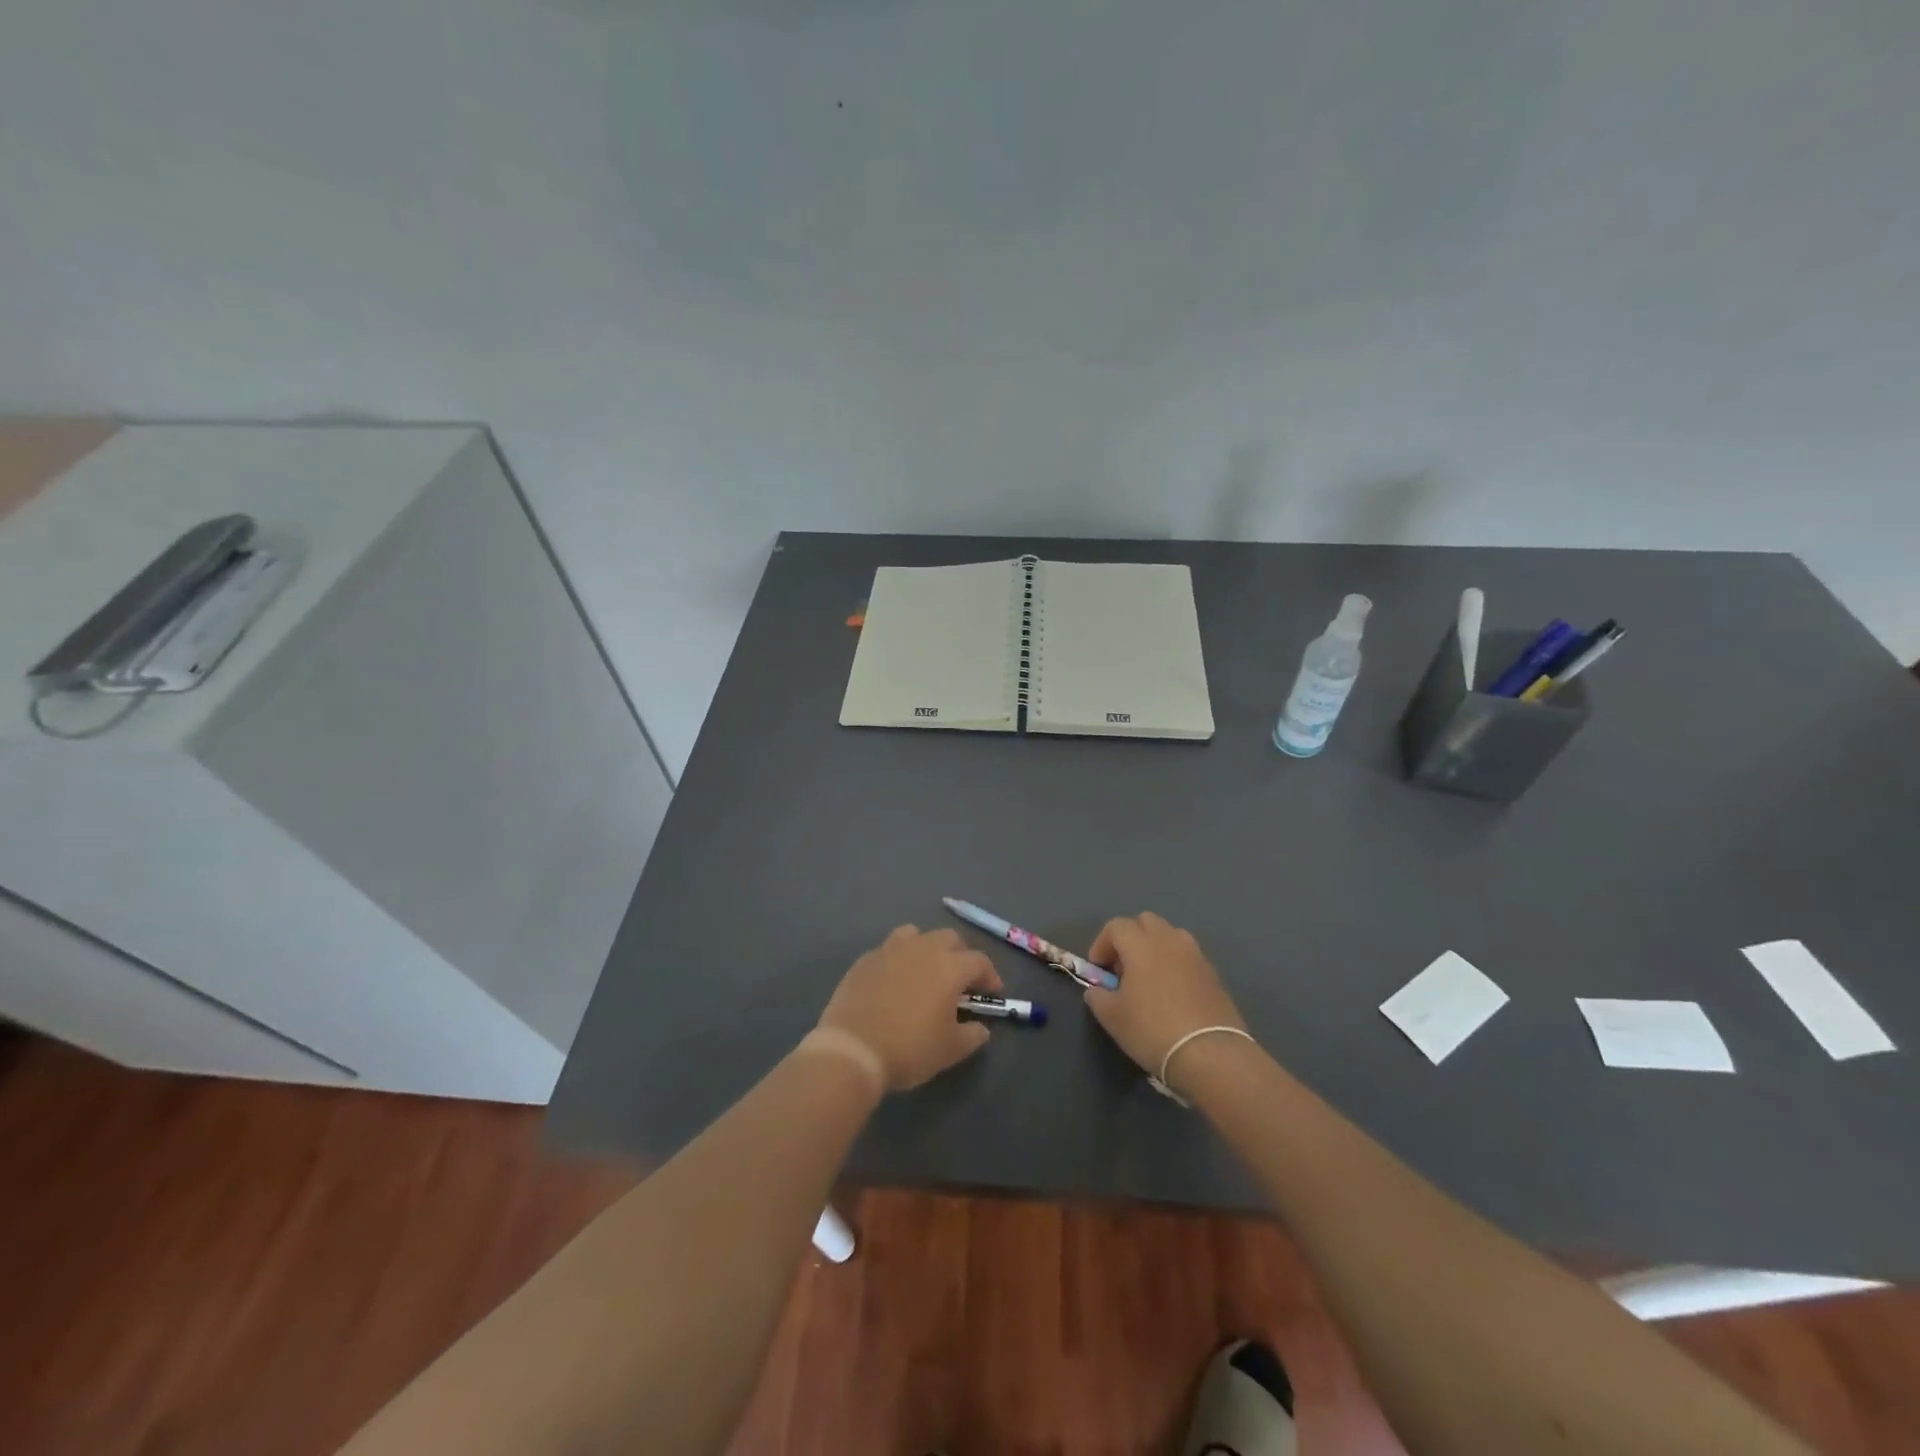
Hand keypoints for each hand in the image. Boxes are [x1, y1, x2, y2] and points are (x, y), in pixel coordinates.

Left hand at [817, 926, 1002, 1092]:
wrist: (853, 1049)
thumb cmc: (909, 1049)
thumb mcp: (950, 1050)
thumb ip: (972, 1035)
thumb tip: (980, 1027)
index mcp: (949, 966)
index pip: (979, 961)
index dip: (990, 975)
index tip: (991, 992)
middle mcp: (923, 948)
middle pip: (950, 938)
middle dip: (960, 955)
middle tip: (960, 980)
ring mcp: (891, 950)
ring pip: (916, 934)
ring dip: (927, 948)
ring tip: (925, 971)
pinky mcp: (866, 959)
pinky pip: (889, 949)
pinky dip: (899, 959)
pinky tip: (895, 980)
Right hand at [1083, 913, 1246, 1078]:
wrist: (1210, 1054)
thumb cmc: (1152, 1030)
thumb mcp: (1112, 1017)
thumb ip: (1097, 996)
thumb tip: (1097, 989)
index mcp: (1141, 945)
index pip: (1116, 926)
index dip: (1102, 944)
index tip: (1099, 970)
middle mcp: (1169, 940)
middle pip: (1145, 921)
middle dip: (1130, 938)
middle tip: (1124, 969)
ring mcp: (1195, 955)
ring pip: (1170, 935)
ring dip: (1155, 948)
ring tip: (1150, 979)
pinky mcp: (1213, 974)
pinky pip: (1188, 956)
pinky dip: (1175, 964)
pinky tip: (1173, 994)